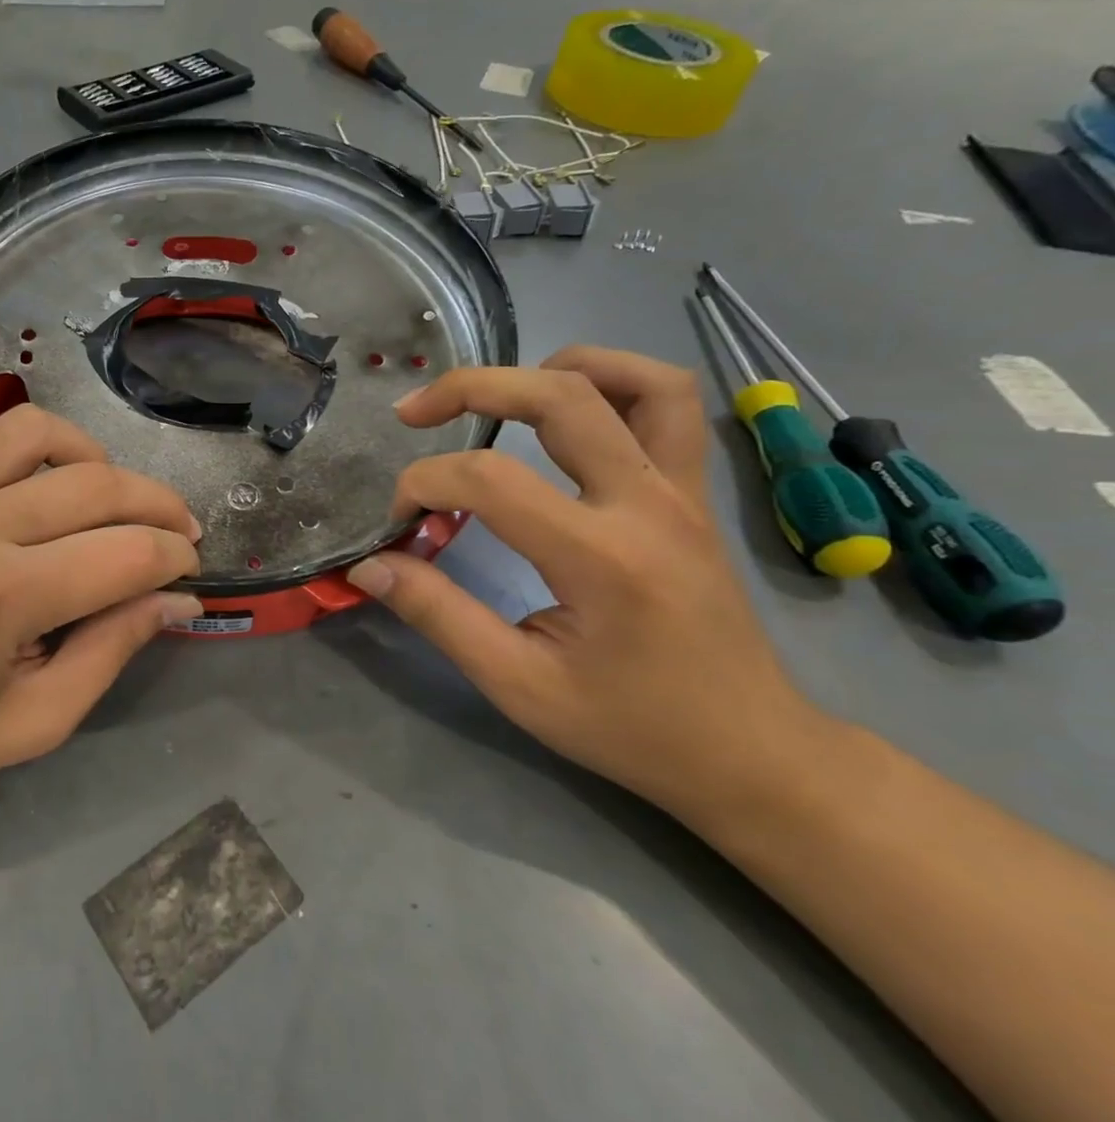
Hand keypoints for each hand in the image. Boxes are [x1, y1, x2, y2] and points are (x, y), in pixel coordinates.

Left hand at [0, 397, 202, 819]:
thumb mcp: (36, 721)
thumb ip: (113, 651)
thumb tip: (178, 599)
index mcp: (1, 598)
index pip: (127, 552)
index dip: (175, 558)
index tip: (188, 571)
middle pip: (95, 483)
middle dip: (158, 504)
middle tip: (175, 532)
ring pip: (30, 428)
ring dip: (87, 452)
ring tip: (102, 491)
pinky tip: (8, 470)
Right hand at [346, 347, 828, 822]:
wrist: (751, 753)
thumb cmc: (631, 727)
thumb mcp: (519, 685)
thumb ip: (438, 614)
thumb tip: (370, 565)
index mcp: (601, 558)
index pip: (490, 479)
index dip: (424, 484)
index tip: (399, 522)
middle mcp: (648, 505)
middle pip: (560, 396)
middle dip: (471, 387)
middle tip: (414, 412)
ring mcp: (681, 493)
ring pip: (637, 381)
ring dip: (556, 368)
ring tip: (500, 394)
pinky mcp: (693, 496)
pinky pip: (669, 407)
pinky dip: (614, 384)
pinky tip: (567, 410)